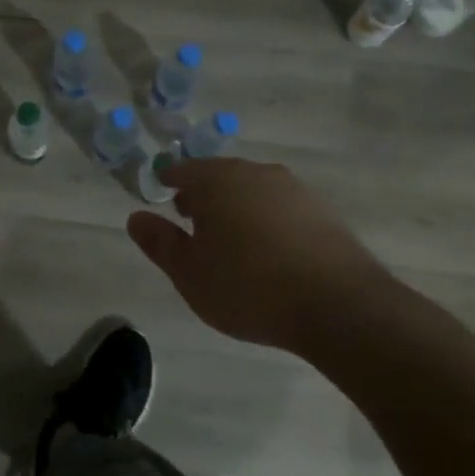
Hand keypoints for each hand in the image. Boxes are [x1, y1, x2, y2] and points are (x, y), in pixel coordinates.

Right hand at [126, 158, 397, 356]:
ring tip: (230, 240)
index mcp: (217, 181)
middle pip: (219, 175)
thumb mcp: (189, 273)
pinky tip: (268, 250)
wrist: (338, 305)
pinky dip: (266, 219)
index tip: (162, 198)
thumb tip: (136, 217)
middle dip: (202, 194)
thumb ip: (160, 242)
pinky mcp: (322, 211)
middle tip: (191, 221)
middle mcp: (255, 173)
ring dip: (236, 206)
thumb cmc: (248, 287)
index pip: (182, 170)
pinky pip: (280, 207)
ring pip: (252, 189)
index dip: (168, 183)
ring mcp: (293, 189)